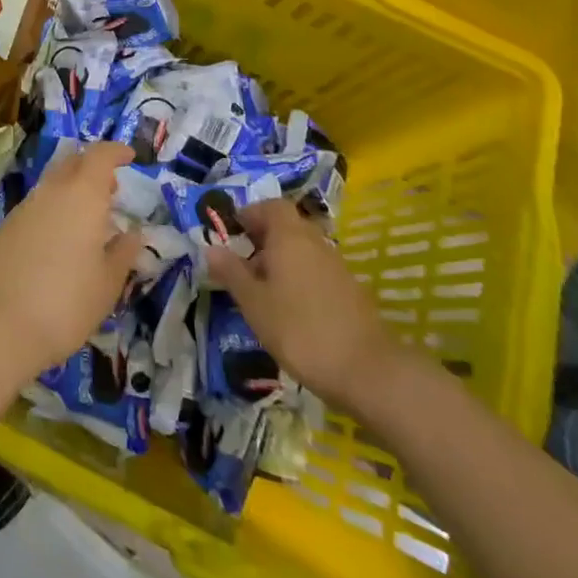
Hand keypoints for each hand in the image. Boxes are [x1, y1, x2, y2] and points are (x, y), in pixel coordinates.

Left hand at [0, 141, 142, 379]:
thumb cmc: (65, 303)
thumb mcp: (107, 284)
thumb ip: (123, 254)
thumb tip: (133, 234)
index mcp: (82, 195)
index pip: (100, 155)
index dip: (116, 151)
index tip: (130, 156)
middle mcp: (51, 191)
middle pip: (73, 162)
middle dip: (93, 168)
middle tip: (111, 189)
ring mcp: (24, 208)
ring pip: (52, 184)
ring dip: (72, 190)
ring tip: (89, 218)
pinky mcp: (5, 228)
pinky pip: (37, 206)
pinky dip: (53, 210)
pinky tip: (60, 239)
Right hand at [205, 199, 400, 412]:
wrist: (367, 371)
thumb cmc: (299, 329)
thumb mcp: (254, 303)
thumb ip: (231, 272)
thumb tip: (210, 248)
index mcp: (289, 236)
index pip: (270, 206)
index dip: (249, 215)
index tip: (231, 236)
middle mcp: (315, 242)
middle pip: (287, 226)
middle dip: (262, 239)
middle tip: (242, 266)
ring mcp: (337, 266)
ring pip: (302, 249)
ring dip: (281, 261)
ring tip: (262, 291)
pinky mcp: (350, 291)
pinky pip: (317, 270)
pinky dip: (300, 279)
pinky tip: (290, 310)